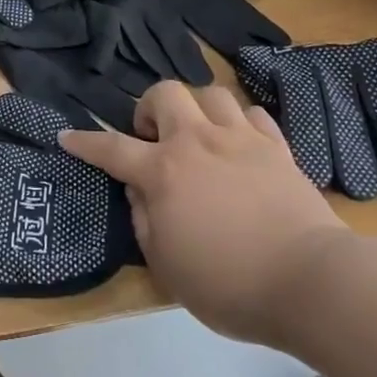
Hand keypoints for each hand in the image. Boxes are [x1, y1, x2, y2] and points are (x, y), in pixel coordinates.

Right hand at [60, 82, 350, 349]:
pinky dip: (240, 124)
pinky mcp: (278, 148)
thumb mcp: (166, 264)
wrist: (309, 282)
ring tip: (199, 138)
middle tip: (154, 140)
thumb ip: (144, 219)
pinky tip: (240, 146)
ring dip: (197, 110)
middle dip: (150, 108)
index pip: (112, 148)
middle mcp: (198, 142)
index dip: (86, 142)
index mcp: (164, 171)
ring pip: (211, 94)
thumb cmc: (228, 283)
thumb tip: (139, 189)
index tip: (67, 137)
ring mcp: (241, 140)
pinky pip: (253, 116)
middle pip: (166, 93)